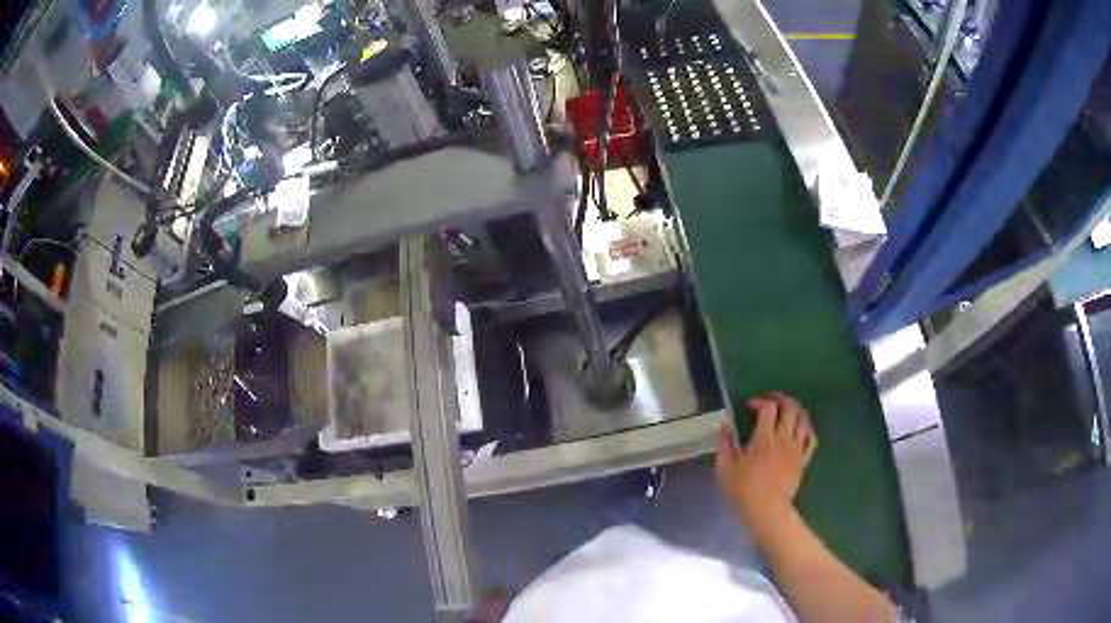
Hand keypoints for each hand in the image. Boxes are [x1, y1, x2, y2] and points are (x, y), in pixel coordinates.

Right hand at [715, 392, 817, 530]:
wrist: (767, 510)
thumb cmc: (743, 490)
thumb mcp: (725, 468)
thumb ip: (724, 444)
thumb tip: (724, 425)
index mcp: (764, 439)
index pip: (769, 408)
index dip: (760, 402)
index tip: (750, 406)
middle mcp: (784, 439)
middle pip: (791, 408)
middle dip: (782, 399)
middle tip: (771, 400)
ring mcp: (796, 450)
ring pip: (804, 420)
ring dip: (796, 410)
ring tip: (787, 410)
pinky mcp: (803, 460)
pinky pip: (811, 439)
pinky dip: (807, 429)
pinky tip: (801, 428)